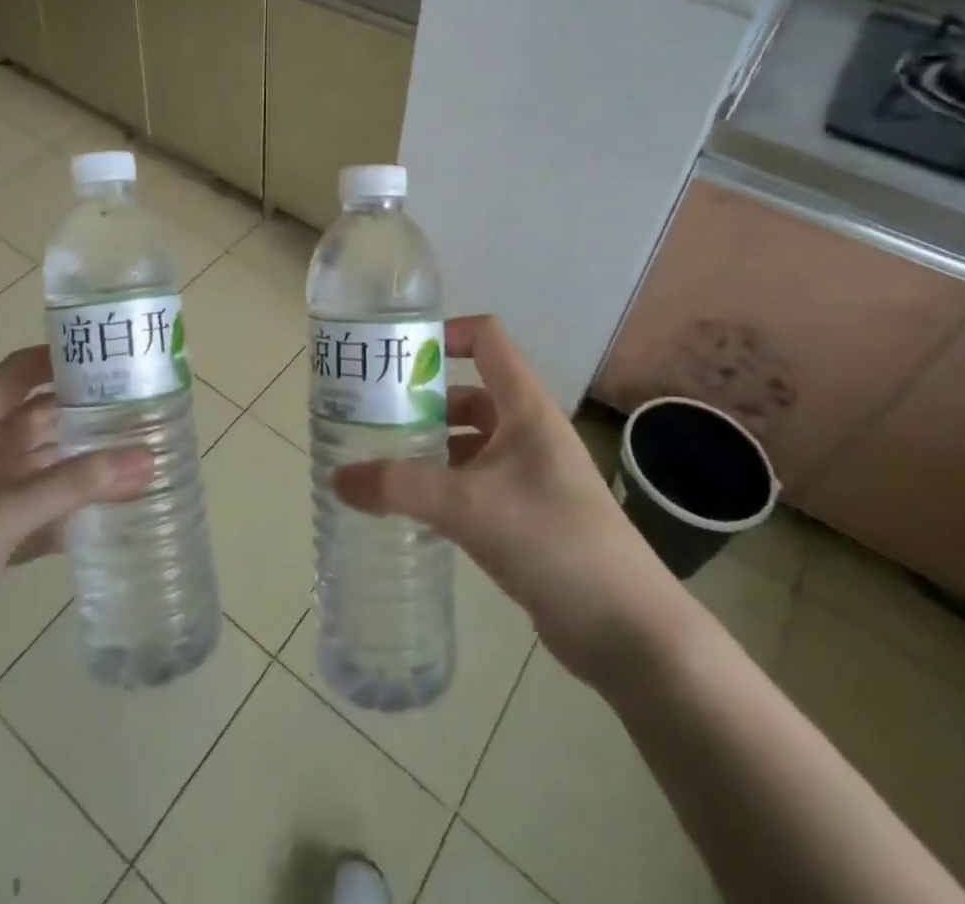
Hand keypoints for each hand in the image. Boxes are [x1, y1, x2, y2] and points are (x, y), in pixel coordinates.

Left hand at [0, 346, 153, 697]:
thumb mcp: (10, 507)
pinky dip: (70, 508)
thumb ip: (80, 481)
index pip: (16, 373)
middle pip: (36, 418)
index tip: (108, 354)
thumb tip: (149, 459)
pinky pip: (41, 510)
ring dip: (81, 462)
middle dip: (81, 412)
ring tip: (135, 453)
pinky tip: (109, 511)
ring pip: (42, 466)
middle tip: (137, 406)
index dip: (57, 358)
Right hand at [332, 314, 683, 687]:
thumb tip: (336, 479)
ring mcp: (530, 475)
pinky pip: (475, 484)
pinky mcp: (528, 515)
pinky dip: (443, 486)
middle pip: (468, 393)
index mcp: (525, 407)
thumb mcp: (468, 506)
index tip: (398, 354)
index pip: (486, 340)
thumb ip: (399, 487)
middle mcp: (528, 431)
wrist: (628, 630)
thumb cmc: (553, 541)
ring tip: (380, 462)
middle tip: (371, 415)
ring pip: (469, 442)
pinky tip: (410, 510)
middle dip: (421, 401)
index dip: (444, 333)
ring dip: (430, 447)